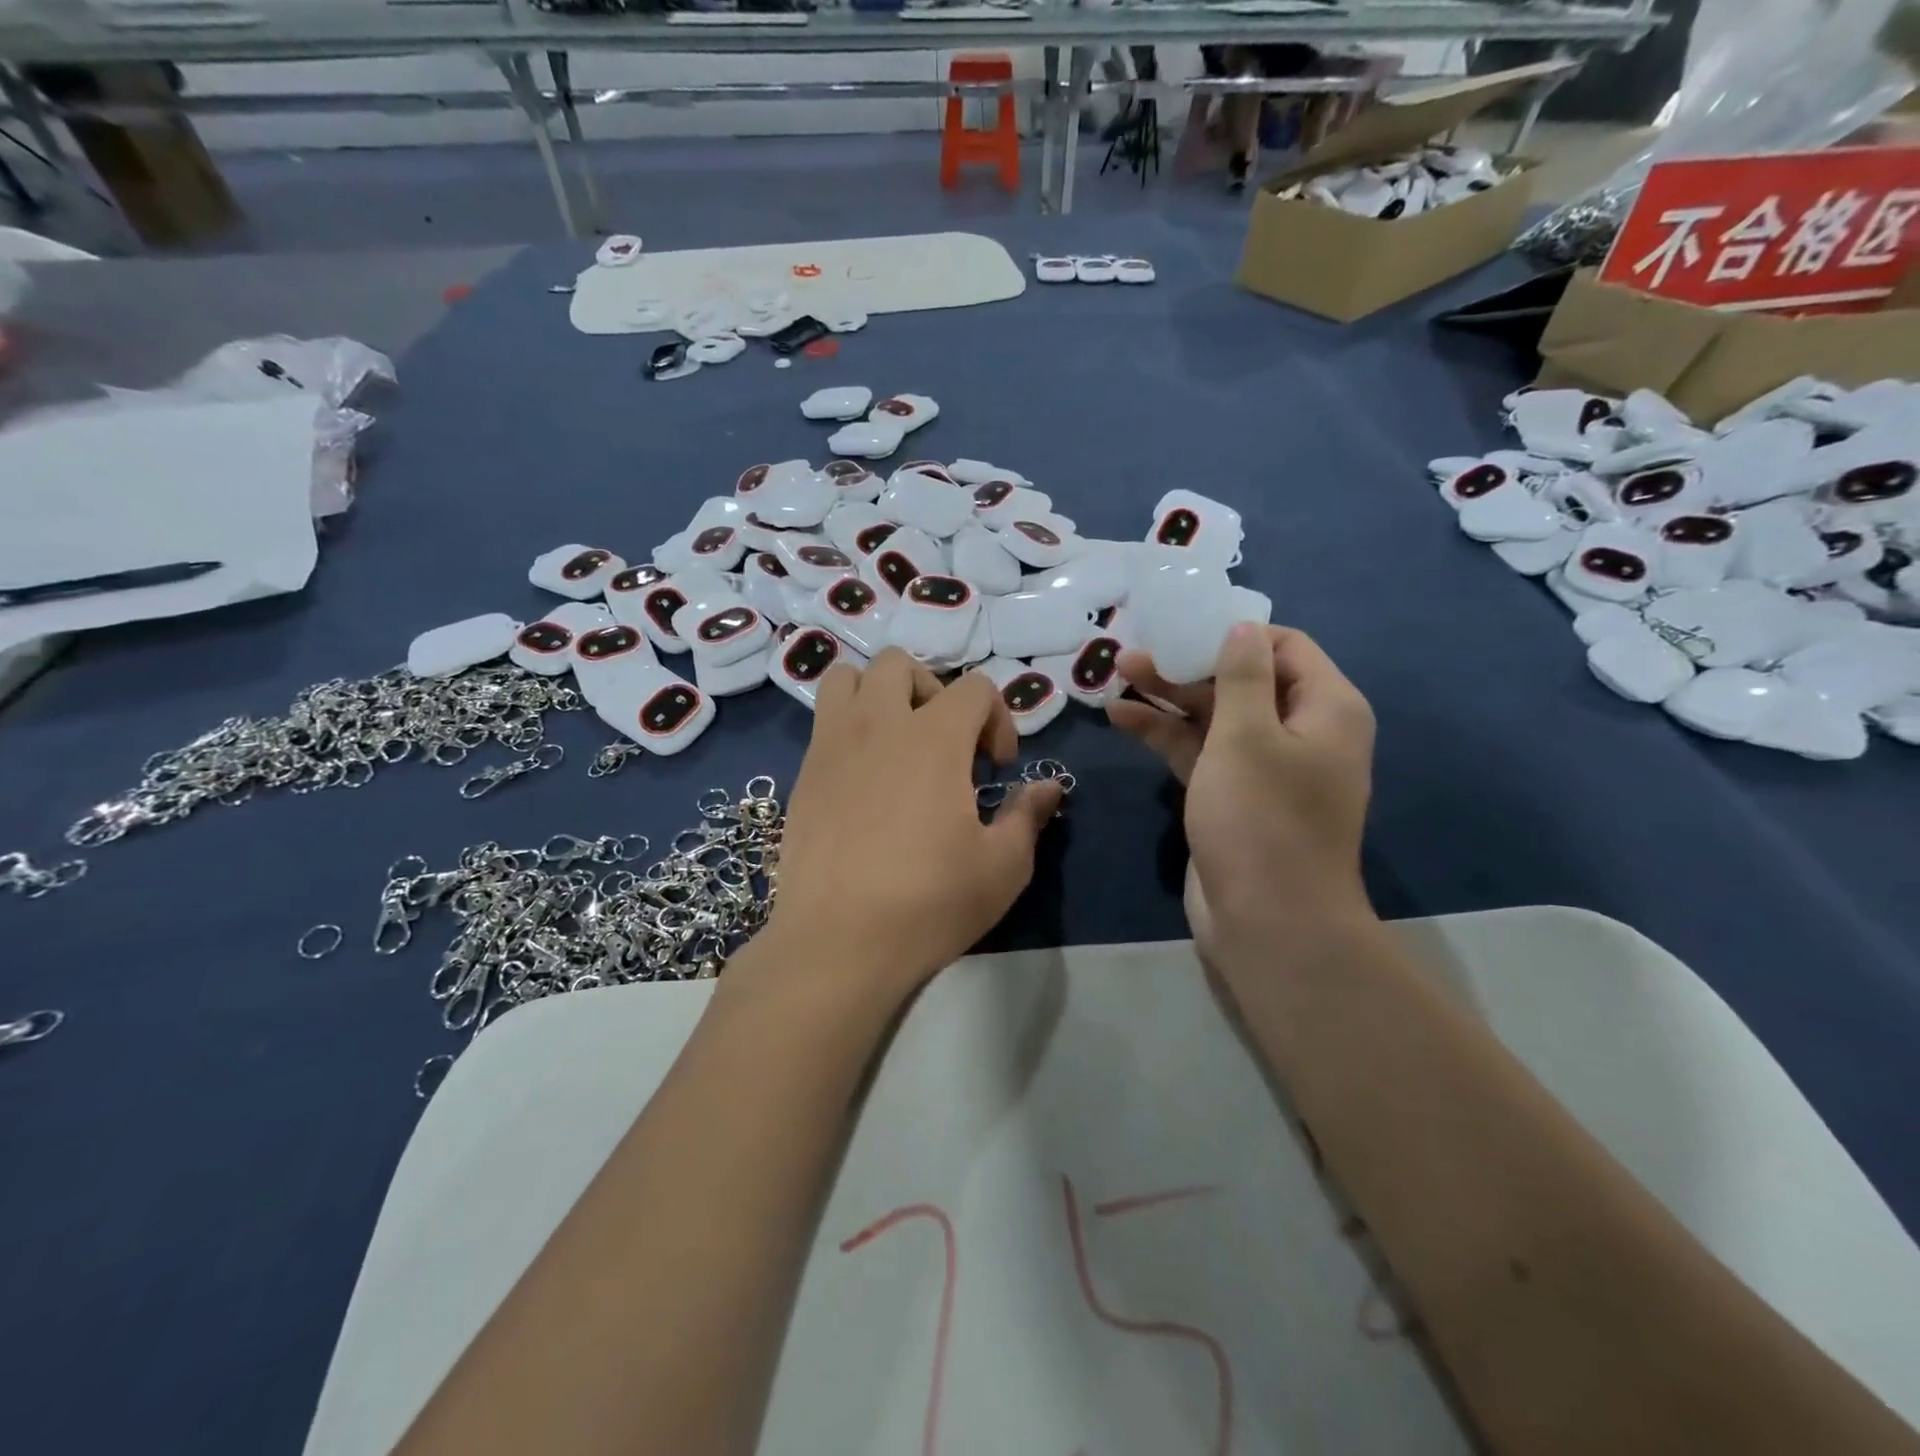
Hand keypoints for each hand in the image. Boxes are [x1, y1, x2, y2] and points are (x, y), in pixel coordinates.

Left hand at [761, 649, 1063, 1001]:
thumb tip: (1050, 787)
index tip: (996, 769)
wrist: (838, 943)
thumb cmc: (929, 903)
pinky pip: (823, 722)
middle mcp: (878, 725)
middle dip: (934, 691)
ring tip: (896, 742)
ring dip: (878, 694)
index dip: (997, 719)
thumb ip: (1028, 815)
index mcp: (934, 739)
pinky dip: (849, 729)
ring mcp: (832, 745)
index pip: (975, 687)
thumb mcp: (1002, 866)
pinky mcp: (802, 774)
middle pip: (901, 664)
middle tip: (946, 743)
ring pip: (848, 678)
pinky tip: (863, 781)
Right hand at [1108, 623, 1375, 960]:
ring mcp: (1264, 767)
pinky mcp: (1233, 796)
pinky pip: (1201, 752)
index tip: (1182, 626)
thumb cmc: (1262, 819)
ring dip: (1170, 697)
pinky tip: (1122, 718)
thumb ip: (1242, 675)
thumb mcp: (1247, 735)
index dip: (1233, 632)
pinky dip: (1166, 734)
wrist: (1269, 922)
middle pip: (1242, 680)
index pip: (1284, 647)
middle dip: (1188, 665)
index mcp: (1325, 708)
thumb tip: (1242, 626)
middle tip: (1133, 654)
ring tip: (1117, 677)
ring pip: (1215, 717)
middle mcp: (1300, 731)